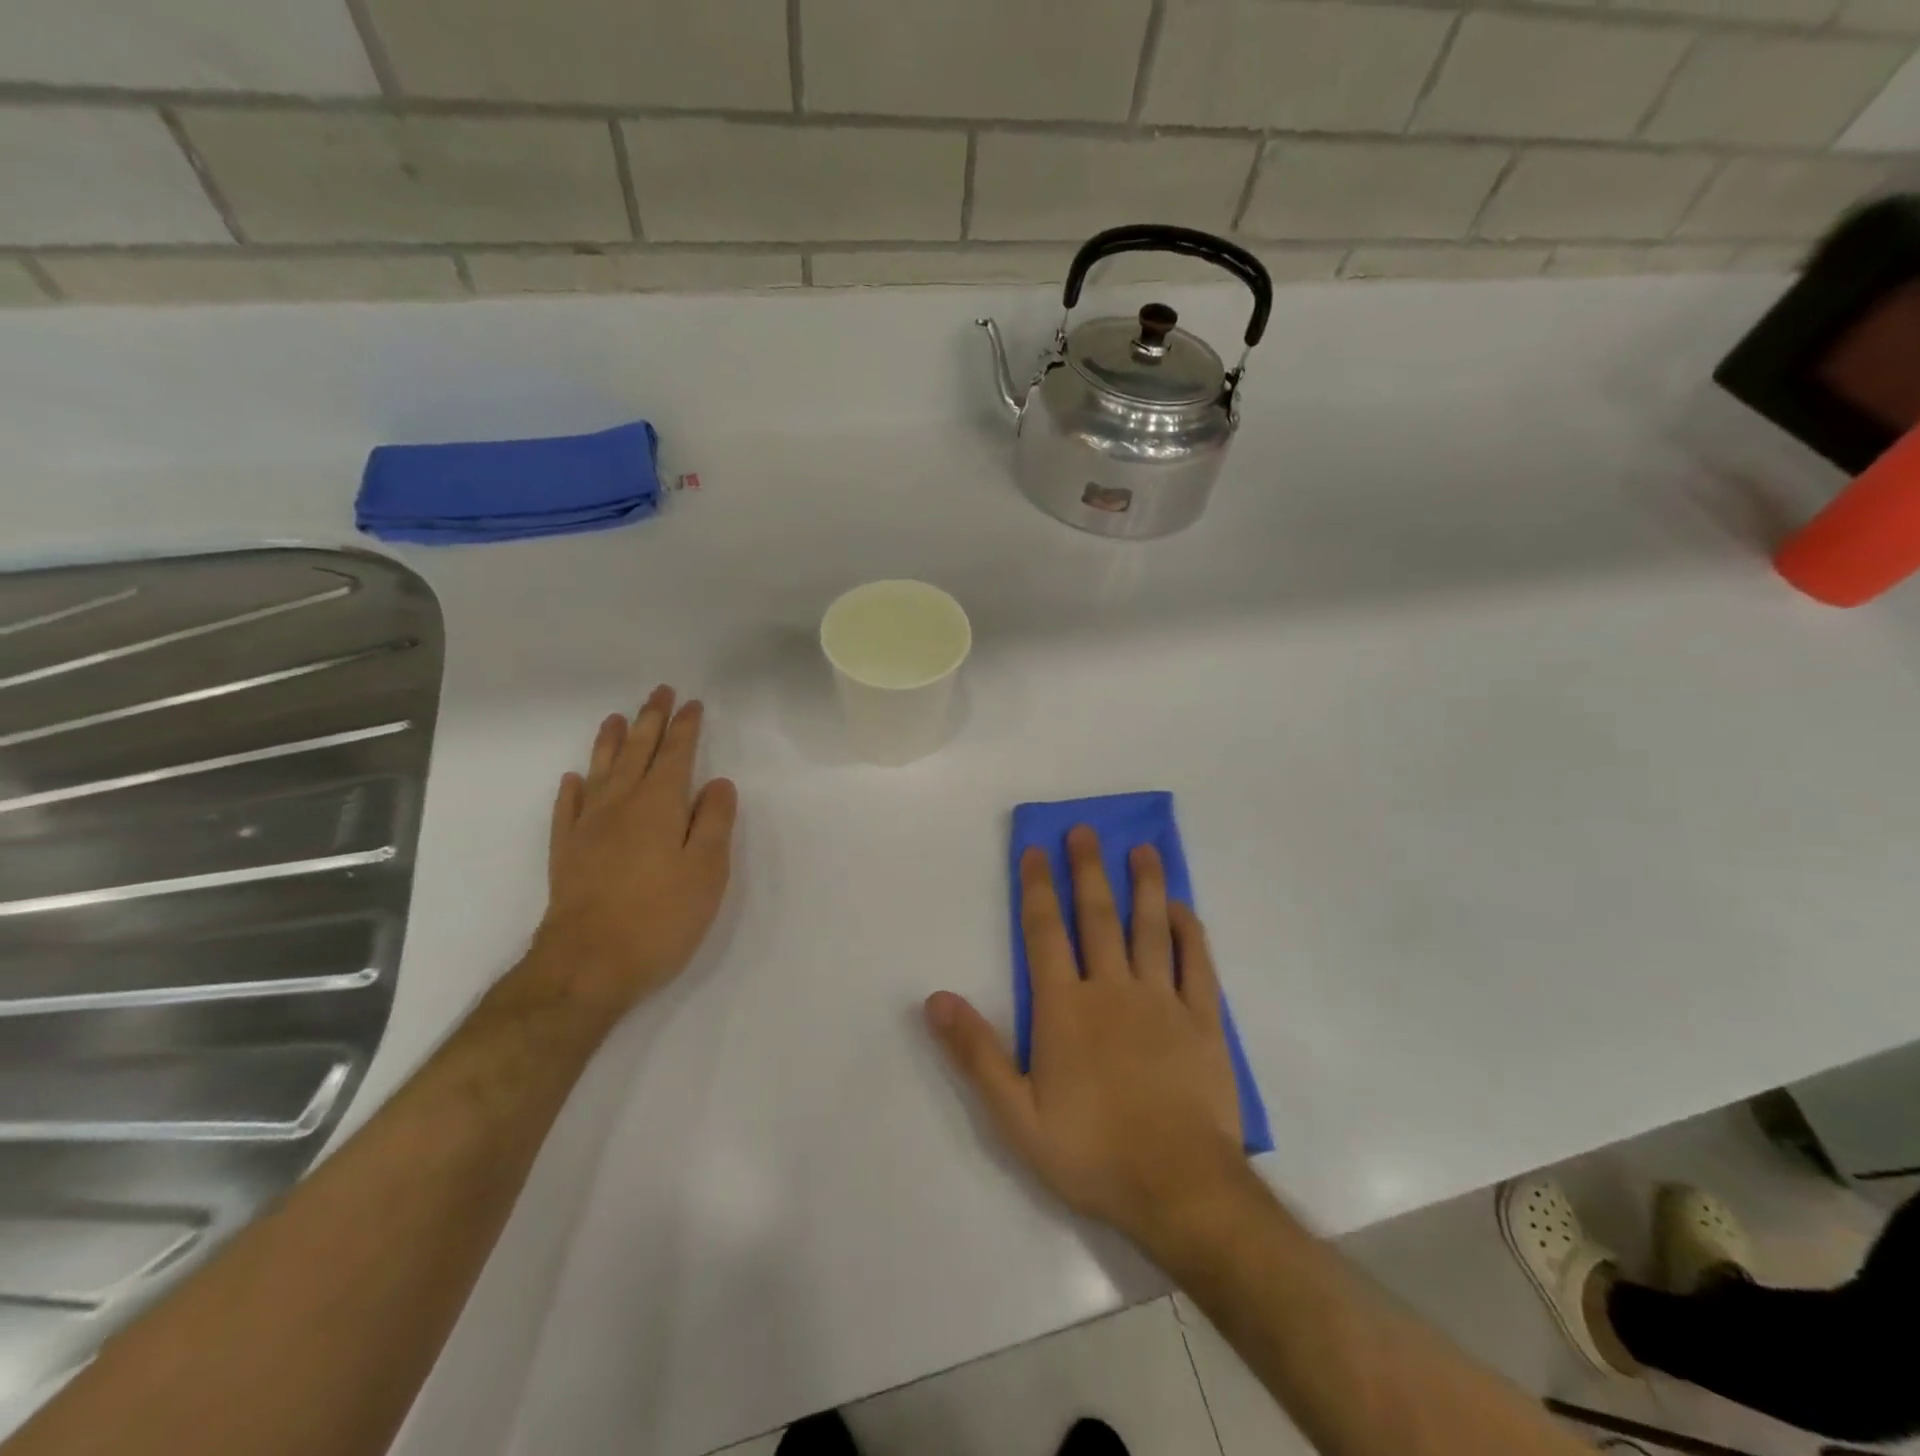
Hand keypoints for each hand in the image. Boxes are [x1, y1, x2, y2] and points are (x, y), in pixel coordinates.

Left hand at [534, 685, 737, 1017]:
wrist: (588, 966)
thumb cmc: (660, 917)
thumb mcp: (706, 870)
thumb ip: (713, 822)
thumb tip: (717, 783)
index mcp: (658, 806)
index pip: (676, 755)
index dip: (685, 728)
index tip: (692, 704)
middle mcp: (620, 806)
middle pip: (636, 753)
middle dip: (650, 721)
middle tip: (658, 692)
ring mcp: (587, 829)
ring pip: (600, 773)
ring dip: (610, 743)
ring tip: (615, 718)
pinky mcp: (566, 855)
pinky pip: (567, 810)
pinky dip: (572, 790)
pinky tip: (573, 780)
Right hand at [925, 827, 1245, 1247]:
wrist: (1180, 1189)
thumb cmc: (1091, 1152)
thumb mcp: (1015, 1115)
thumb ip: (976, 1053)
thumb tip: (935, 998)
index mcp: (1065, 1007)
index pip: (1045, 932)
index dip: (1037, 888)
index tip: (1035, 850)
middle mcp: (1112, 989)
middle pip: (1098, 916)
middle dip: (1088, 869)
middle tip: (1084, 831)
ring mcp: (1162, 1001)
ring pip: (1150, 928)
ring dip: (1144, 885)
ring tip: (1141, 849)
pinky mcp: (1202, 1021)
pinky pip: (1197, 964)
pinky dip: (1189, 932)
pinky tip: (1182, 910)